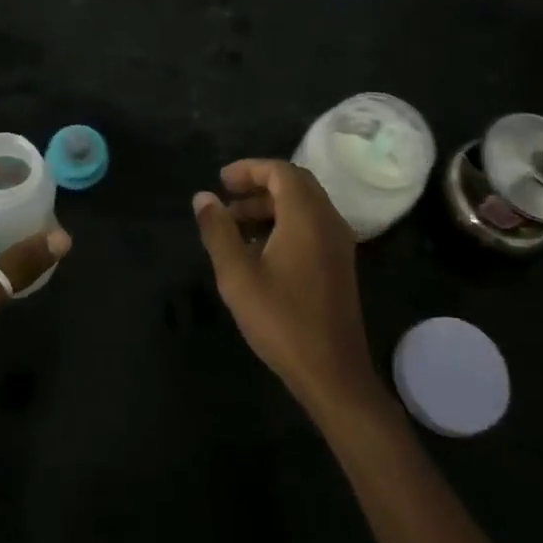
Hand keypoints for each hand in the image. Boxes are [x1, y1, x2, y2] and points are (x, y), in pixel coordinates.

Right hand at [192, 159, 381, 419]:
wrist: (332, 372)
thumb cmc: (281, 320)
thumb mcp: (237, 275)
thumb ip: (218, 231)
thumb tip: (202, 197)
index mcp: (306, 217)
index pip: (280, 171)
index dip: (248, 169)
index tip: (220, 181)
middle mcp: (328, 220)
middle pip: (295, 183)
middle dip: (259, 184)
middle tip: (226, 197)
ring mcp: (339, 242)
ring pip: (305, 205)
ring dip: (271, 204)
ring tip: (235, 224)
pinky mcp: (339, 262)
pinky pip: (312, 224)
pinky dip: (285, 222)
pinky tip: (260, 248)